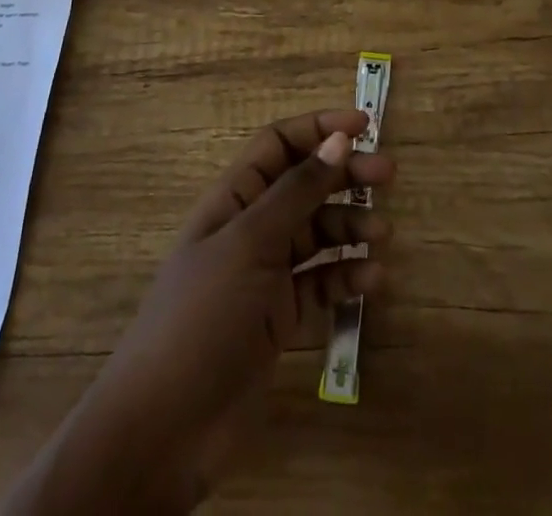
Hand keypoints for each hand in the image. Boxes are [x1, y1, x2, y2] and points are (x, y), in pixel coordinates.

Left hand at [8, 109, 394, 513]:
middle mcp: (251, 228)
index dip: (318, 129)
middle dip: (344, 174)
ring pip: (317, 233)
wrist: (164, 428)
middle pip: (304, 184)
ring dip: (350, 226)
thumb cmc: (202, 315)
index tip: (364, 124)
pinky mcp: (279, 318)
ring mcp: (266, 275)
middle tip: (388, 173)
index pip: (278, 144)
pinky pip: (321, 284)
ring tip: (382, 235)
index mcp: (233, 198)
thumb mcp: (249, 243)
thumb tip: (337, 139)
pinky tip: (374, 280)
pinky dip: (347, 277)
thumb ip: (296, 191)